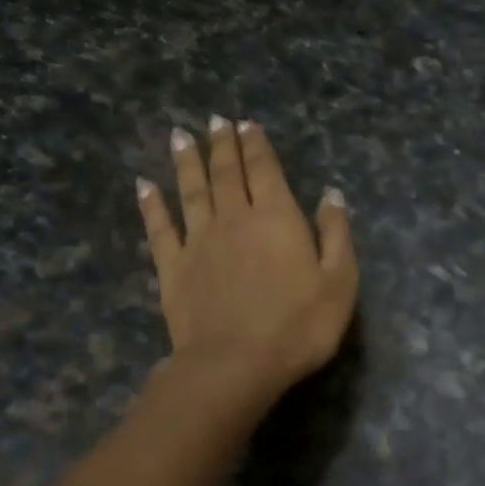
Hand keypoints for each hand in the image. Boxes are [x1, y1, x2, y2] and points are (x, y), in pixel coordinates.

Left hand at [136, 117, 357, 405]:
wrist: (235, 363)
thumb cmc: (300, 325)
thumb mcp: (340, 281)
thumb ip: (336, 234)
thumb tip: (331, 194)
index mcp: (278, 218)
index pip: (265, 170)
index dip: (257, 145)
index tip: (248, 123)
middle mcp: (235, 219)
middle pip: (227, 173)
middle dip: (223, 144)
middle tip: (217, 121)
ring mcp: (199, 241)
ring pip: (192, 190)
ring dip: (187, 161)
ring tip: (182, 135)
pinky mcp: (173, 267)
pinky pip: (160, 227)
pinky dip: (152, 204)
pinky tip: (144, 186)